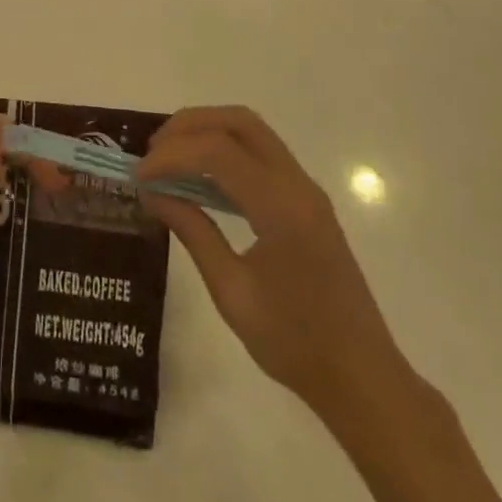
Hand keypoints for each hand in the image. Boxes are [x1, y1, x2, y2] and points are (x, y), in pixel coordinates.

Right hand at [136, 106, 406, 421]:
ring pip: (251, 130)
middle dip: (189, 126)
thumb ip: (193, 232)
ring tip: (168, 160)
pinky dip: (223, 150)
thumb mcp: (232, 293)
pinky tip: (199, 177)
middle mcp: (298, 186)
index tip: (138, 176)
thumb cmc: (295, 345)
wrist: (363, 379)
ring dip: (206, 132)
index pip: (217, 153)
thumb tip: (151, 192)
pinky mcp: (305, 199)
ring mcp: (305, 189)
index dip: (171, 156)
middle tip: (153, 154)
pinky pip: (260, 153)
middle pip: (238, 122)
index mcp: (282, 209)